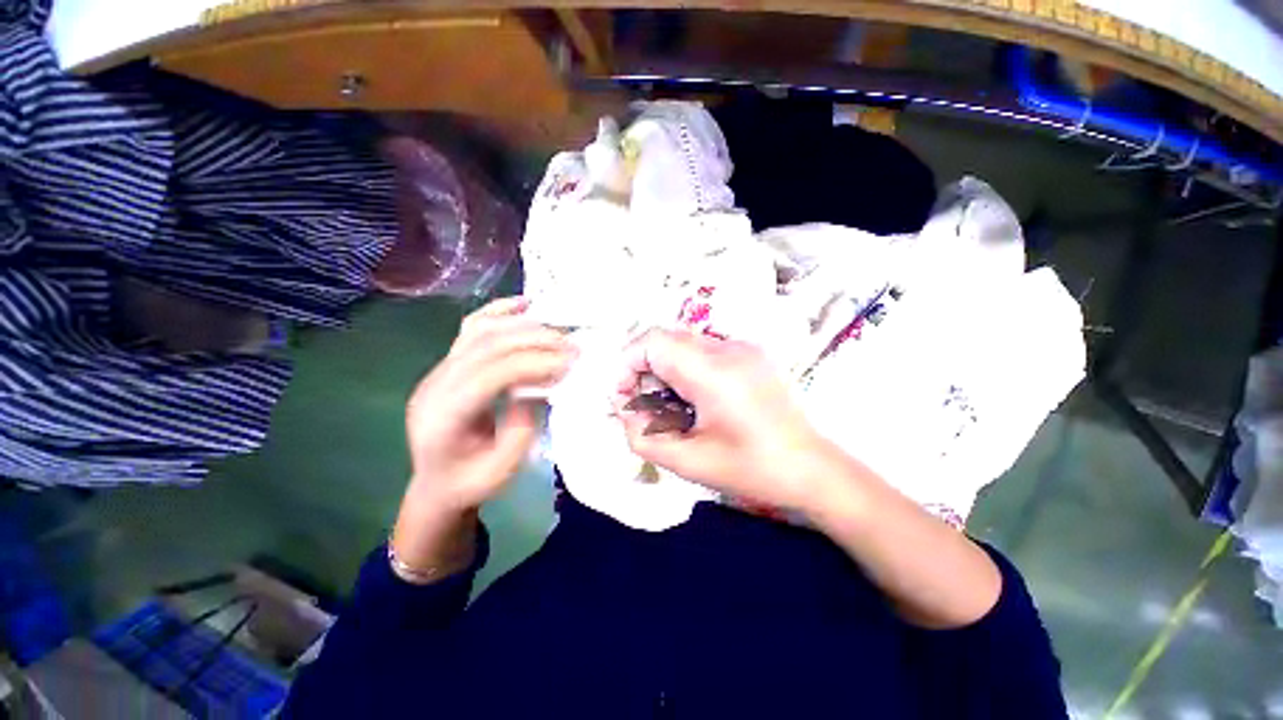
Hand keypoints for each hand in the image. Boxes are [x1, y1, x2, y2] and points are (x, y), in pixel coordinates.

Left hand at [405, 296, 573, 509]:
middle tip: (572, 345)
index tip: (568, 363)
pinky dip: (500, 312)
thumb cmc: (470, 482)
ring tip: (558, 331)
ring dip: (523, 325)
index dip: (531, 364)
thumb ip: (520, 430)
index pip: (488, 376)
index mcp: (443, 418)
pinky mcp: (448, 362)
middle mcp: (435, 385)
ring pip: (479, 331)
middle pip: (485, 347)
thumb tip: (535, 389)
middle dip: (534, 341)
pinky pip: (472, 327)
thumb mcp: (501, 471)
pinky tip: (524, 304)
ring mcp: (439, 369)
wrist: (436, 481)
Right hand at [614, 329, 836, 511]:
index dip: (627, 364)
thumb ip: (642, 435)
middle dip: (643, 371)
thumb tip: (624, 408)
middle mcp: (727, 348)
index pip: (652, 341)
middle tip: (646, 409)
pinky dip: (685, 370)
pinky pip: (702, 351)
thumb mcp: (687, 462)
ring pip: (682, 344)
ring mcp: (742, 347)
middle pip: (665, 340)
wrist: (811, 468)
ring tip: (671, 409)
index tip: (624, 398)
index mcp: (713, 371)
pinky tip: (696, 401)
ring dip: (664, 371)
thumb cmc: (751, 469)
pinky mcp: (750, 354)